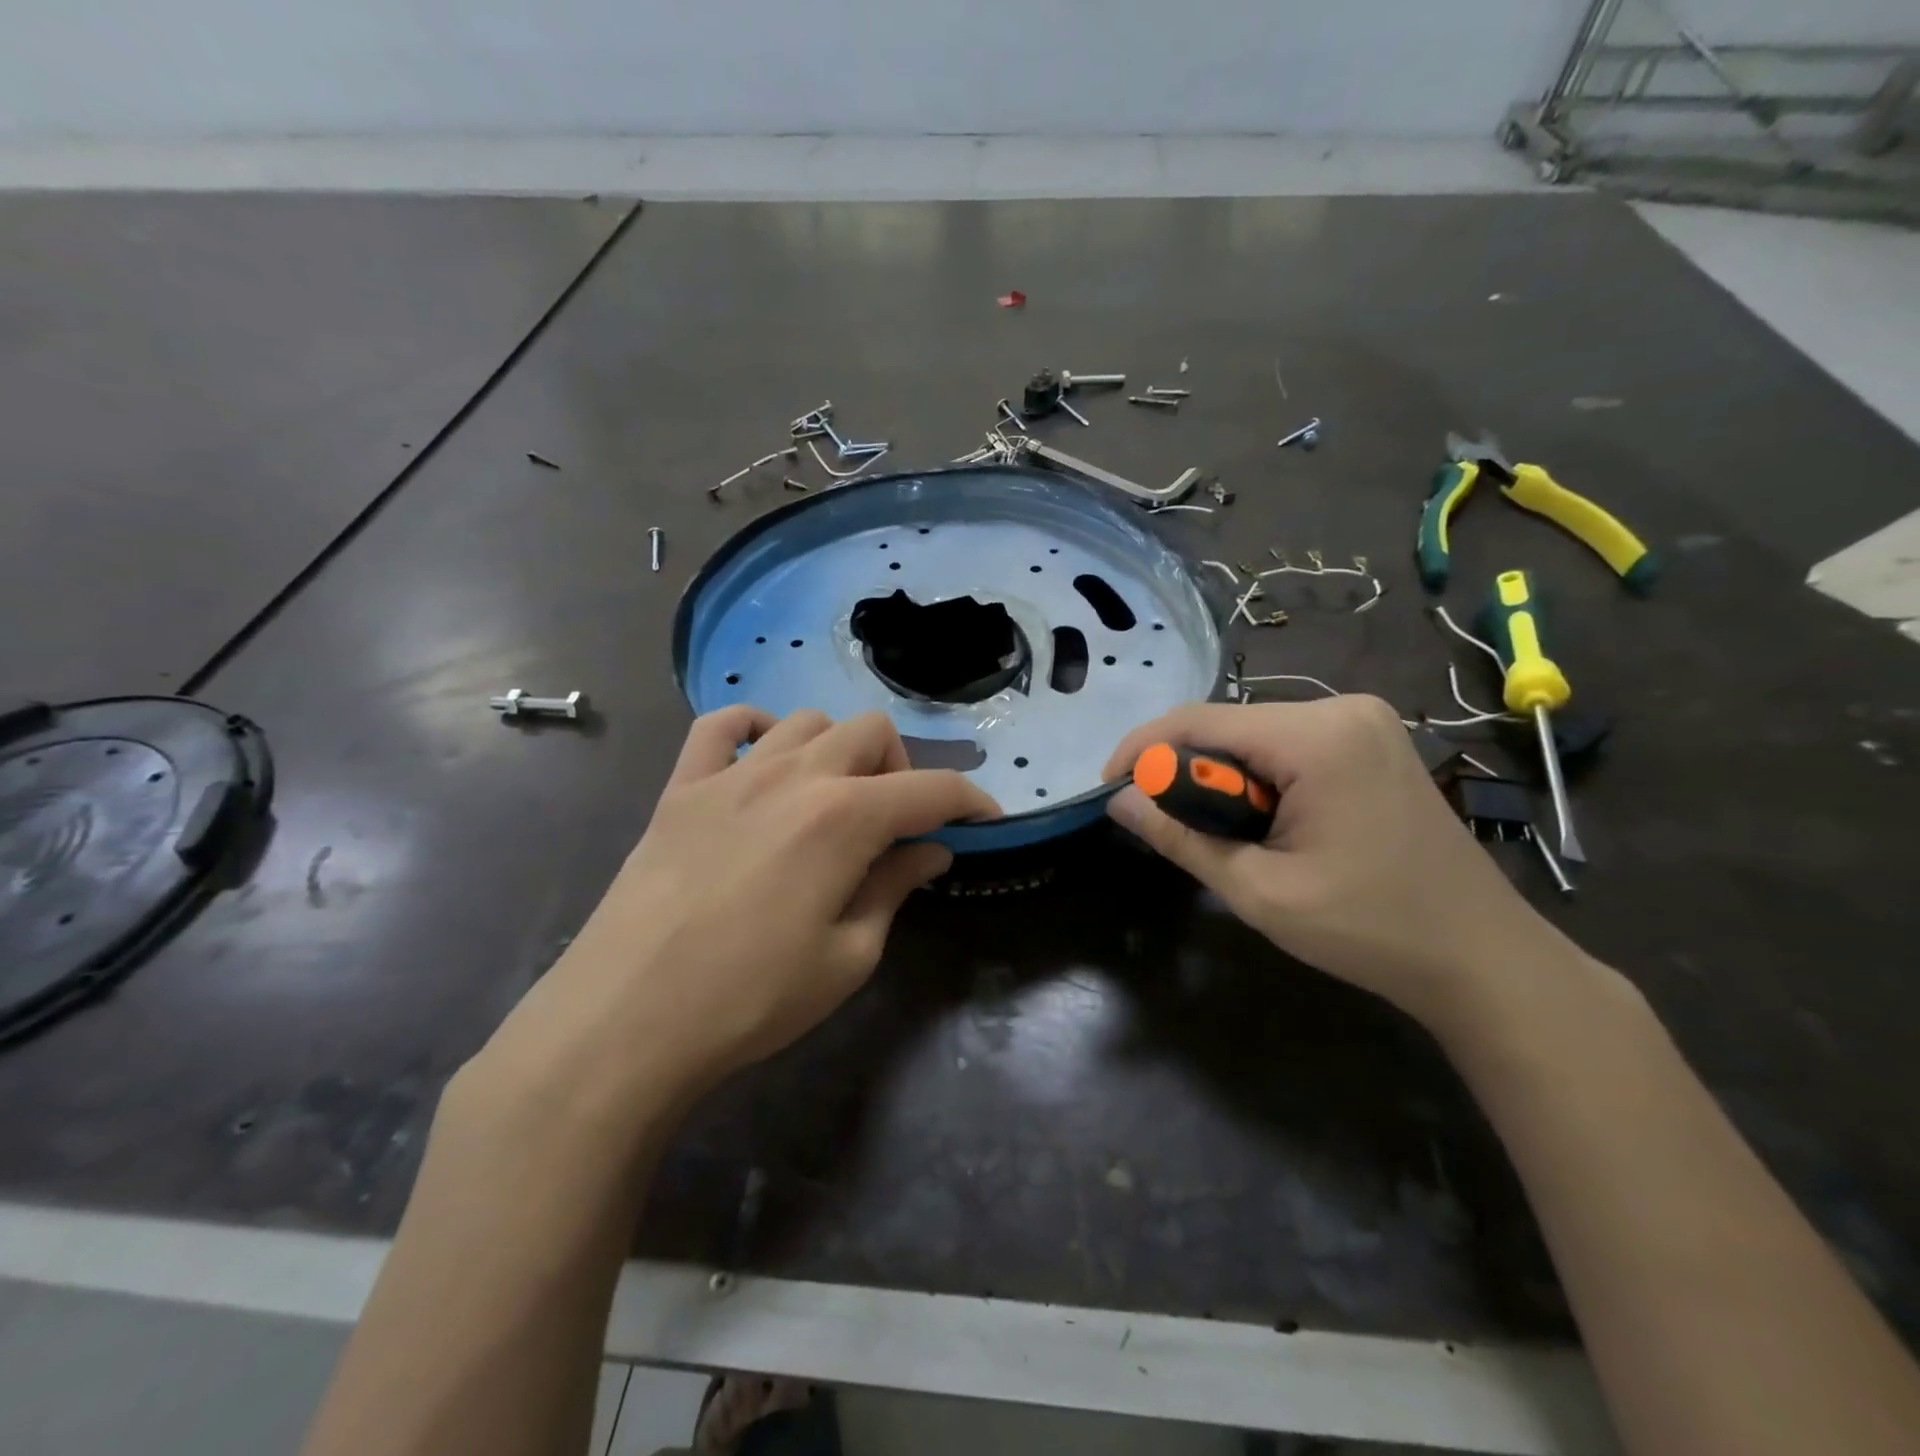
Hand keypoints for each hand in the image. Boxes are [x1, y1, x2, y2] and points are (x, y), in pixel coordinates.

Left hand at [474, 707, 999, 1128]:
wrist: (625, 1020)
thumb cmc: (751, 998)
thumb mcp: (848, 957)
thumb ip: (894, 888)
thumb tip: (931, 850)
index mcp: (845, 818)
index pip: (930, 789)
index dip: (969, 800)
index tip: (985, 819)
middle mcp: (794, 776)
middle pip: (871, 732)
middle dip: (902, 768)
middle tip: (897, 824)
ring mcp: (732, 774)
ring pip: (808, 720)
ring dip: (838, 750)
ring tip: (834, 799)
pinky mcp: (682, 787)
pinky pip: (722, 724)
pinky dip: (755, 728)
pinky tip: (763, 762)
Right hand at [1104, 697, 1569, 1027]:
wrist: (1483, 958)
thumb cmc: (1371, 929)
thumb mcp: (1260, 890)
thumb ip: (1181, 837)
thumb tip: (1119, 801)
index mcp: (1318, 736)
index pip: (1199, 720)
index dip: (1143, 750)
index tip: (1109, 789)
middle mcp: (1341, 709)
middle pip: (1227, 724)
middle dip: (1183, 770)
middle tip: (1162, 823)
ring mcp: (1363, 723)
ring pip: (1253, 735)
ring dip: (1220, 777)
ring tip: (1215, 833)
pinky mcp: (1371, 743)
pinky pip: (1286, 746)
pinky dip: (1256, 777)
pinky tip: (1260, 821)